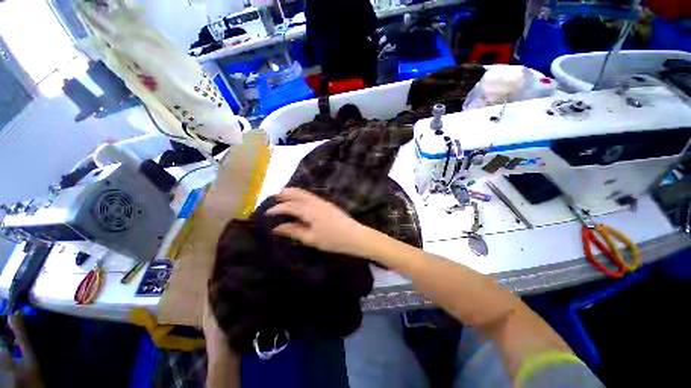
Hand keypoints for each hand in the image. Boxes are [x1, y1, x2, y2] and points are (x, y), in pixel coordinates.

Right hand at [267, 188, 369, 256]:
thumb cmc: (332, 239)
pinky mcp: (327, 203)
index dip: (277, 209)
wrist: (354, 235)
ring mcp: (322, 201)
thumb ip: (293, 231)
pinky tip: (299, 198)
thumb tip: (276, 228)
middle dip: (283, 194)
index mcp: (309, 211)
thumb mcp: (311, 238)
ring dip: (292, 192)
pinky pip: (310, 195)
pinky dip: (301, 194)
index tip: (266, 213)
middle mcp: (314, 203)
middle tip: (272, 196)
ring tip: (282, 193)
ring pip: (303, 193)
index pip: (289, 207)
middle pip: (296, 194)